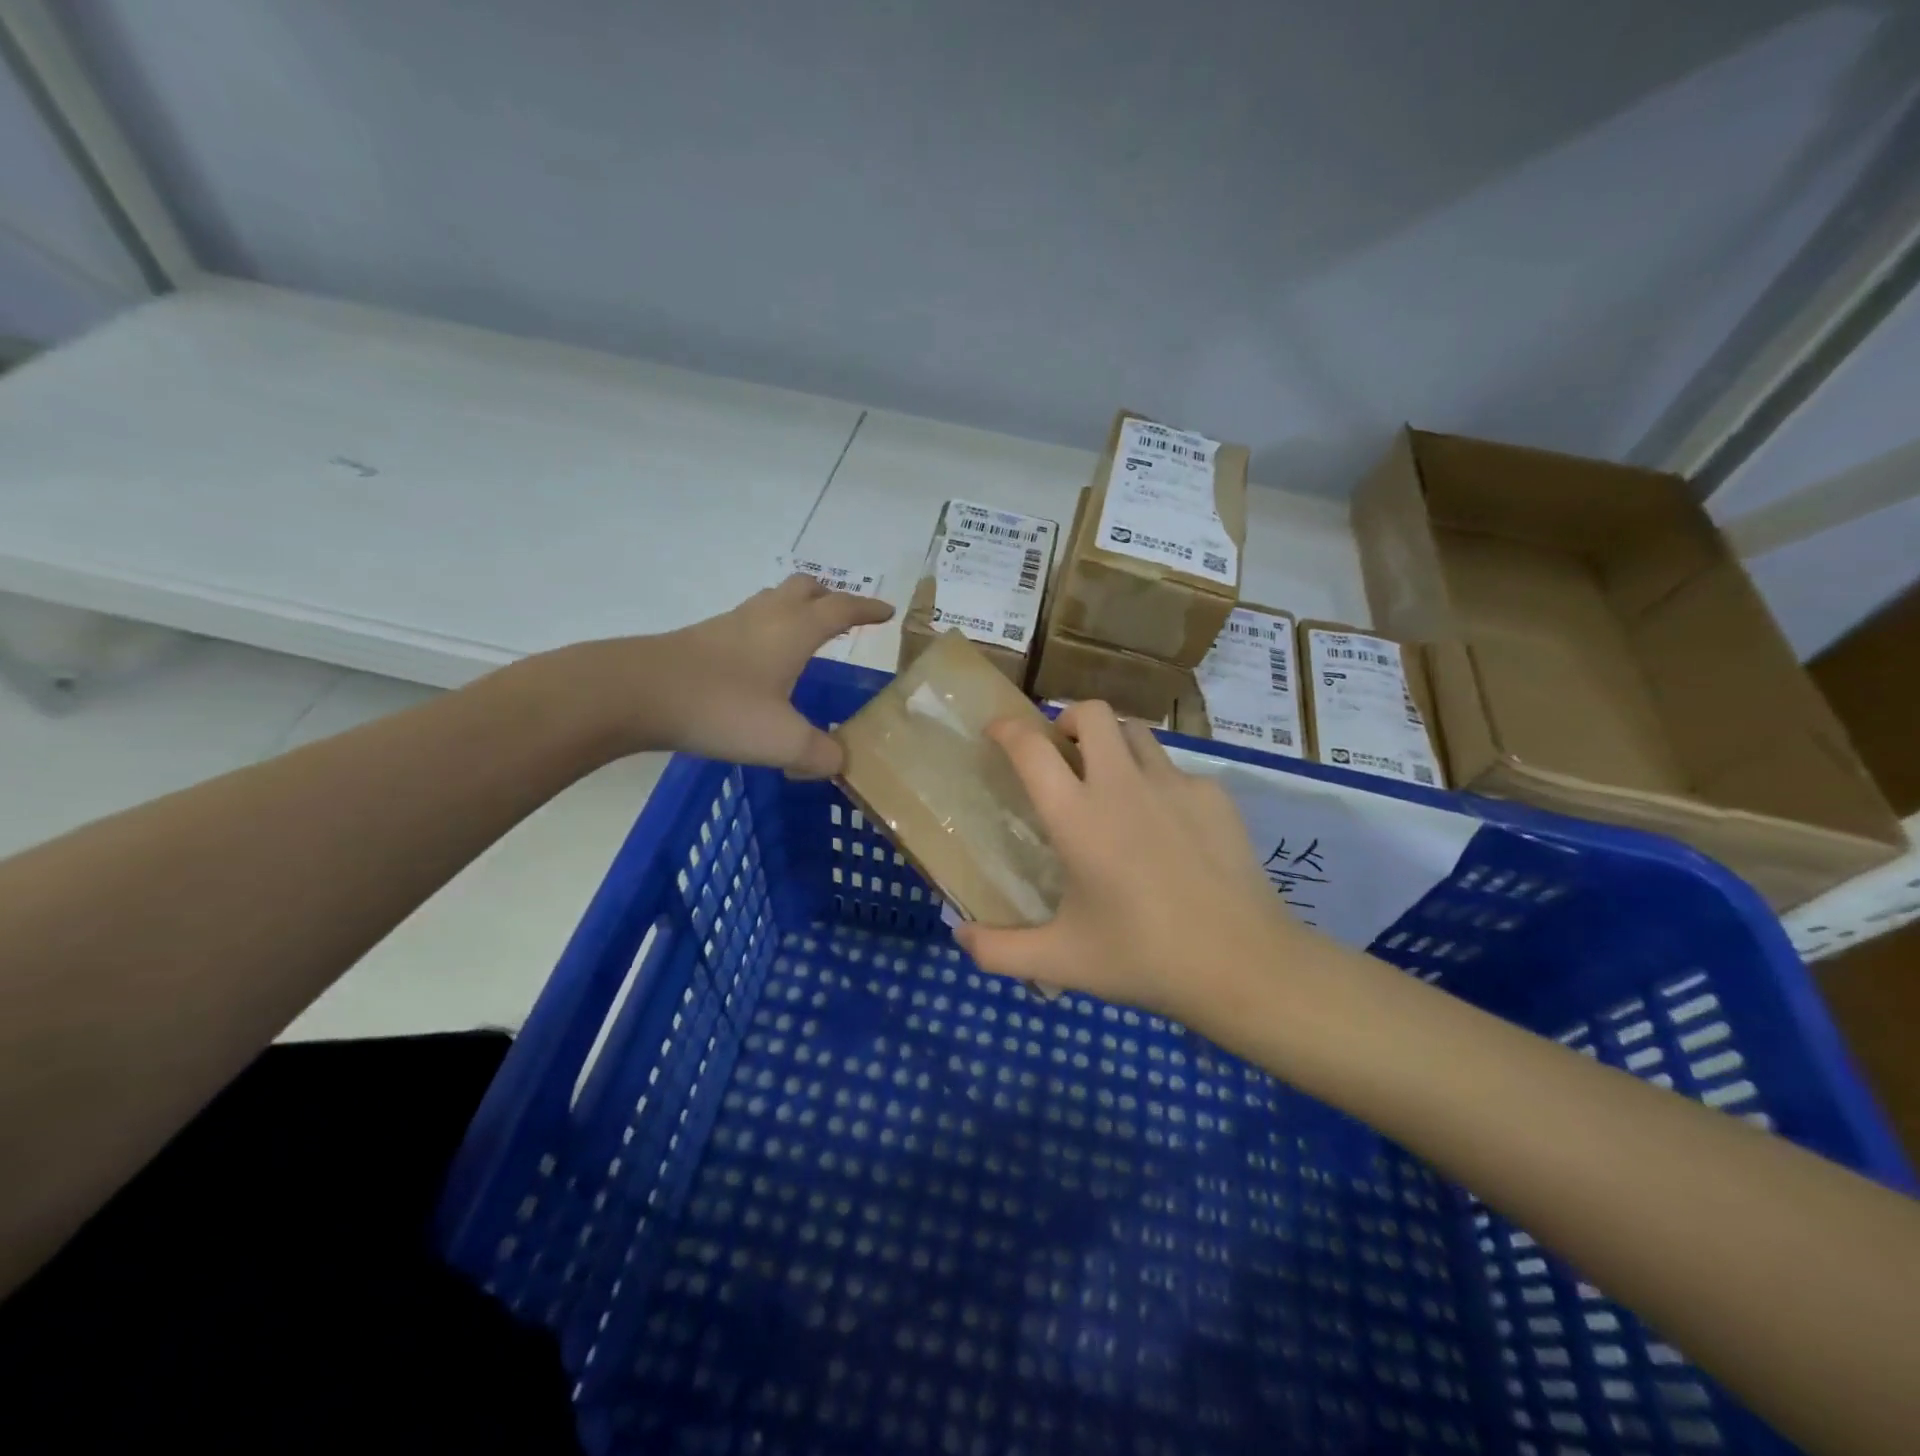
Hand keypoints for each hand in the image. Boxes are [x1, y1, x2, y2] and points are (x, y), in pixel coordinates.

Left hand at [634, 575, 893, 774]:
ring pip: (771, 602)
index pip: (841, 609)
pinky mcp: (700, 641)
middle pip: (804, 589)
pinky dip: (765, 632)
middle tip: (844, 617)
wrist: (635, 692)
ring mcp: (728, 626)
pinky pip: (745, 624)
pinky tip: (759, 665)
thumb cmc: (721, 708)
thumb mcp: (783, 741)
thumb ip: (820, 754)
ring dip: (794, 610)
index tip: (886, 612)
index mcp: (794, 632)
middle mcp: (764, 618)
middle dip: (829, 597)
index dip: (867, 609)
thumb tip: (838, 762)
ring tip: (805, 637)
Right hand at [954, 702, 1311, 1030]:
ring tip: (1111, 783)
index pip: (1030, 748)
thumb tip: (958, 937)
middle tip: (1061, 753)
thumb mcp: (1061, 961)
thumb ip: (998, 951)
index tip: (996, 732)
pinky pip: (1175, 771)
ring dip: (1112, 744)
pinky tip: (1166, 830)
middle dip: (1067, 719)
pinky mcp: (1214, 796)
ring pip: (1136, 733)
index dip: (1006, 729)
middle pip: (1091, 712)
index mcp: (1077, 817)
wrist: (1243, 965)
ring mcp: (1174, 784)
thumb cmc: (1143, 959)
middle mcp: (1122, 785)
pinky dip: (1157, 784)